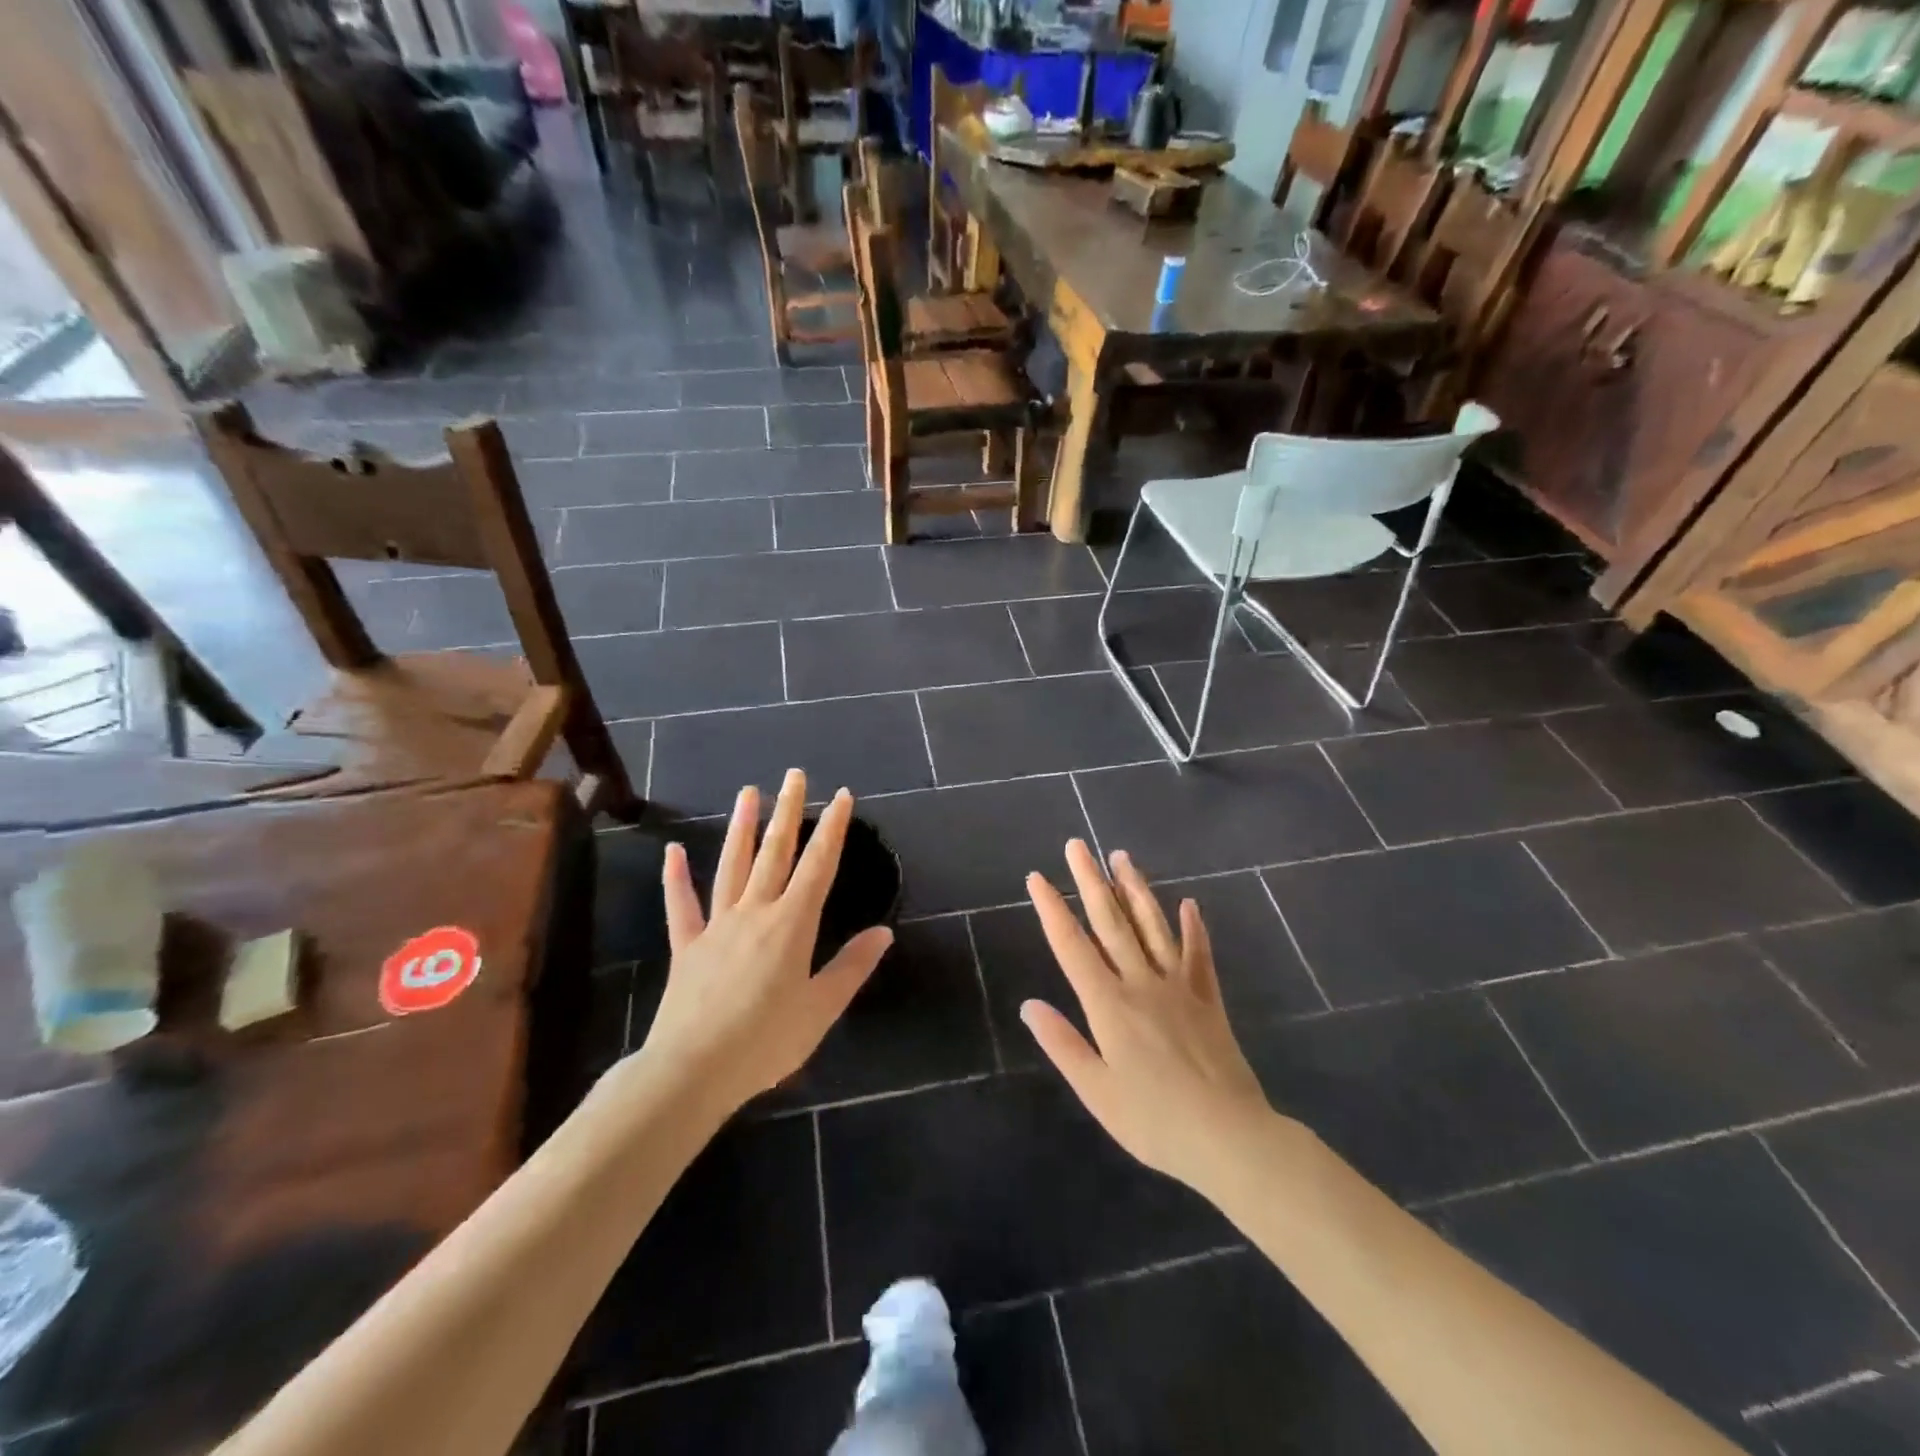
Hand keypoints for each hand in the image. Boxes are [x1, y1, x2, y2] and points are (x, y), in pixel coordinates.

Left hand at [635, 770, 892, 1115]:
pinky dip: (676, 878)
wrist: (693, 1071)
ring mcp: (717, 926)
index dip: (832, 828)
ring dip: (741, 828)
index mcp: (792, 925)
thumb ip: (852, 967)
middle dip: (788, 811)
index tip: (841, 795)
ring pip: (731, 866)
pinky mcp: (687, 947)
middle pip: (775, 853)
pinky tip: (673, 851)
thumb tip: (884, 932)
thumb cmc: (766, 1042)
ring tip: (748, 792)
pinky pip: (681, 906)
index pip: (819, 866)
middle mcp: (755, 913)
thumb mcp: (821, 1009)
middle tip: (794, 774)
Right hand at [1021, 842, 1278, 1195]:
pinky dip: (1194, 927)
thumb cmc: (1154, 1121)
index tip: (1037, 877)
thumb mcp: (1097, 1092)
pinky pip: (1199, 955)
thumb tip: (1028, 1005)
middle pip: (1110, 922)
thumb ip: (1062, 1044)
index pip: (1072, 946)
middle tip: (1077, 845)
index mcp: (1108, 1005)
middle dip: (1090, 881)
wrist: (1229, 1137)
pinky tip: (1190, 903)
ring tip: (1122, 857)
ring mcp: (1178, 987)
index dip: (1052, 909)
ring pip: (1152, 926)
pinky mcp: (1208, 999)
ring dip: (1135, 889)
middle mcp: (1140, 983)